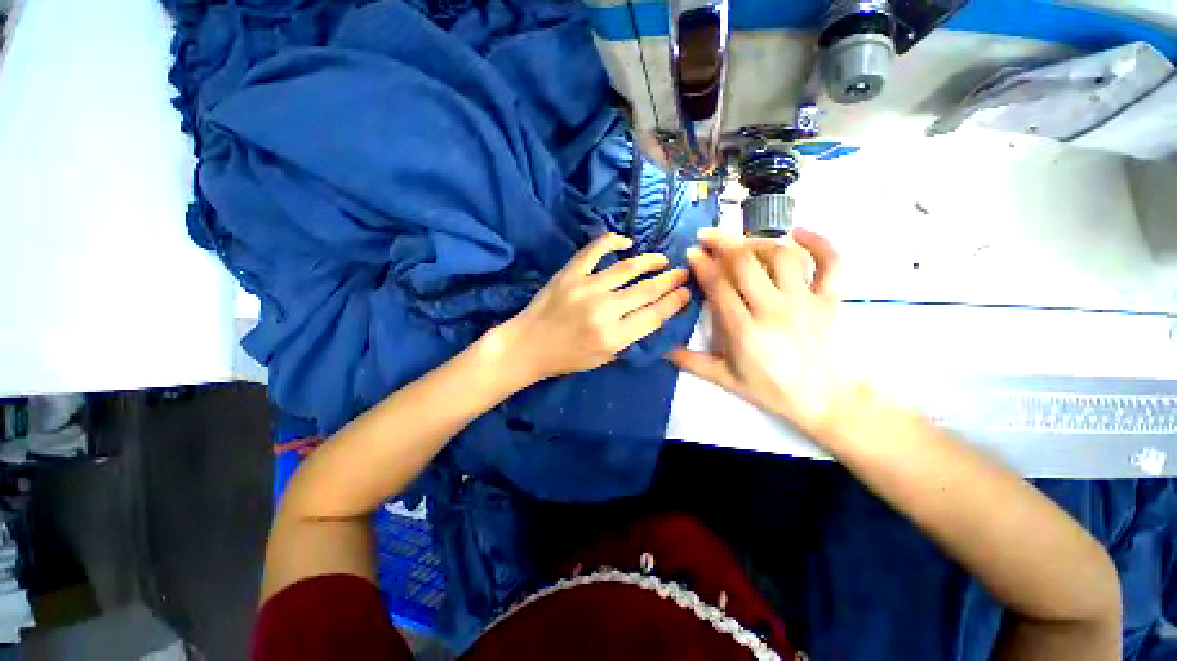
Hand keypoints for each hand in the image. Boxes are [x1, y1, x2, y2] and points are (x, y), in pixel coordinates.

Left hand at [502, 233, 691, 381]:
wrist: (529, 345)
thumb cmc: (567, 357)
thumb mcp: (604, 359)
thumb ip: (630, 339)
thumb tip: (654, 316)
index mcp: (613, 337)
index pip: (654, 315)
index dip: (674, 301)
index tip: (687, 291)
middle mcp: (603, 310)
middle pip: (646, 290)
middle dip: (670, 280)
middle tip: (684, 272)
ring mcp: (585, 288)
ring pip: (627, 268)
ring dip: (649, 261)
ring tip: (662, 260)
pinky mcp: (569, 274)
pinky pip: (594, 250)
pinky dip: (612, 241)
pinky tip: (625, 242)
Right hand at [669, 227, 862, 436]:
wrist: (831, 402)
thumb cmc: (775, 391)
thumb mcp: (728, 380)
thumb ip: (692, 363)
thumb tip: (662, 349)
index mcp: (745, 331)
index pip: (718, 287)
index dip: (702, 265)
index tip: (692, 253)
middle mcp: (773, 310)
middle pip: (745, 263)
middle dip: (722, 243)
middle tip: (707, 236)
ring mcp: (805, 301)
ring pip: (782, 256)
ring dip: (759, 242)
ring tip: (743, 242)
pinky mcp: (831, 299)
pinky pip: (831, 262)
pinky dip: (819, 241)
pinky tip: (800, 232)